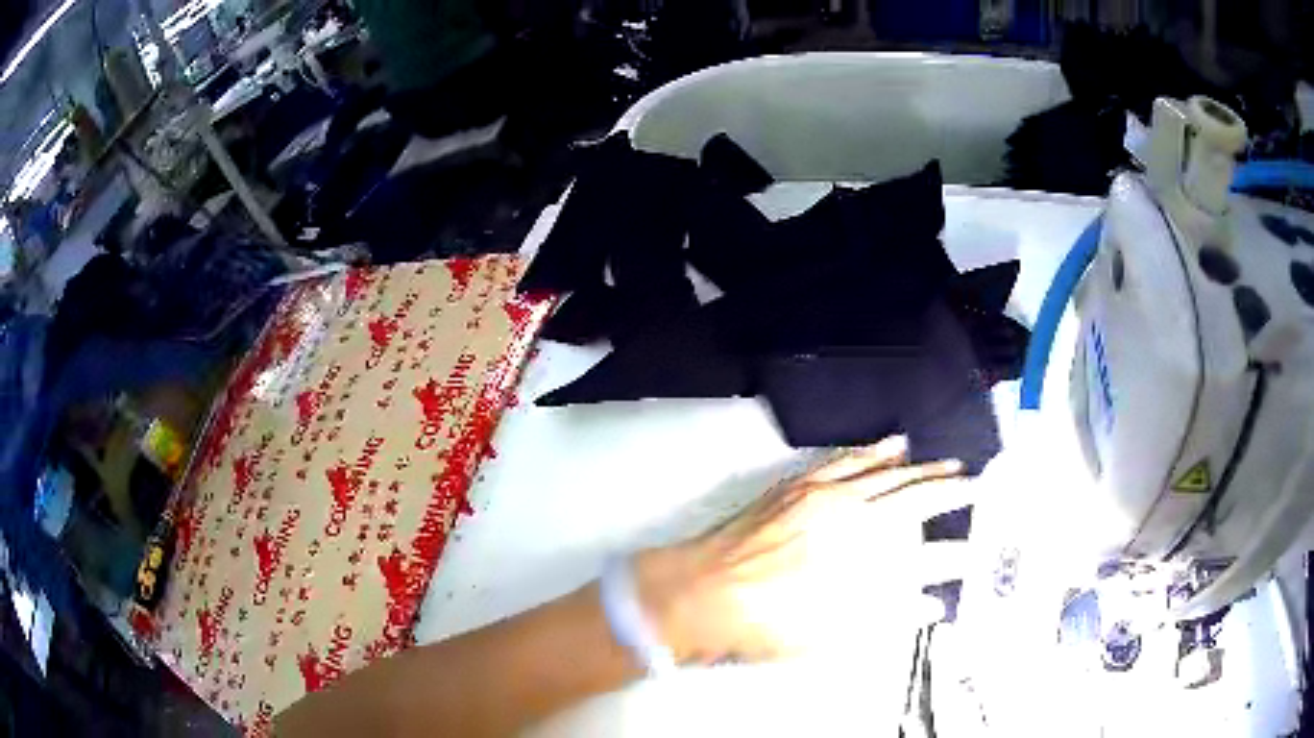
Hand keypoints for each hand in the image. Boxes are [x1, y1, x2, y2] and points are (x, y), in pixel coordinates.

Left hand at [637, 436, 970, 663]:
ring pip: (882, 469)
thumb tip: (928, 605)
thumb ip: (884, 618)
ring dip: (917, 466)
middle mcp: (849, 511)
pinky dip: (872, 451)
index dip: (955, 536)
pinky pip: (845, 458)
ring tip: (945, 463)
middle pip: (910, 491)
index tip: (979, 532)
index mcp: (859, 550)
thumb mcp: (827, 635)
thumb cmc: (763, 623)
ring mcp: (822, 492)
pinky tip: (890, 445)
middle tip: (973, 482)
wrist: (697, 593)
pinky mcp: (798, 484)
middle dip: (946, 486)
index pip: (922, 537)